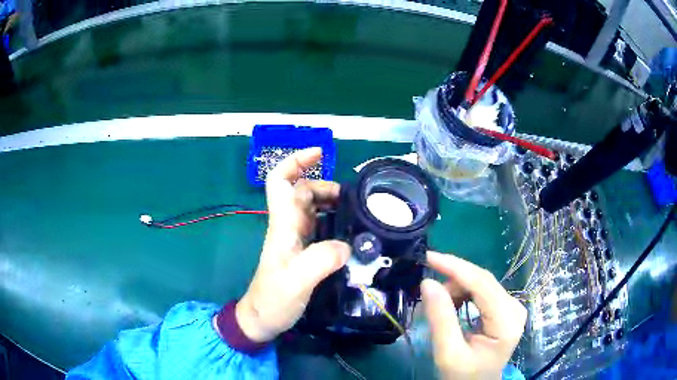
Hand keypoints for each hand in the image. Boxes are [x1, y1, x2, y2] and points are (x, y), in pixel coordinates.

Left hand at [236, 147, 350, 341]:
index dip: (295, 161)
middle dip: (326, 186)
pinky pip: (322, 226)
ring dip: (333, 203)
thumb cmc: (273, 299)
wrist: (263, 318)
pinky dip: (336, 221)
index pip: (279, 181)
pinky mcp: (305, 251)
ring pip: (314, 207)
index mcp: (283, 224)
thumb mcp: (296, 281)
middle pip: (303, 190)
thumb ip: (321, 260)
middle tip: (353, 199)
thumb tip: (347, 245)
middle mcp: (289, 225)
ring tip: (357, 213)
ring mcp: (296, 238)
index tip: (320, 153)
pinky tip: (352, 232)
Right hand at [421, 251, 526, 379]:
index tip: (429, 257)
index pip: (482, 284)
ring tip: (438, 305)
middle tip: (427, 290)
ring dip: (456, 288)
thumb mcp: (448, 353)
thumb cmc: (463, 375)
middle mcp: (515, 308)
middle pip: (482, 280)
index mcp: (506, 322)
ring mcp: (512, 306)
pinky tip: (452, 306)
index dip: (455, 267)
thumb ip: (440, 319)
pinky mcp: (506, 308)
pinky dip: (463, 294)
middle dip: (453, 280)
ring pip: (481, 283)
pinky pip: (482, 291)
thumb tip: (427, 283)